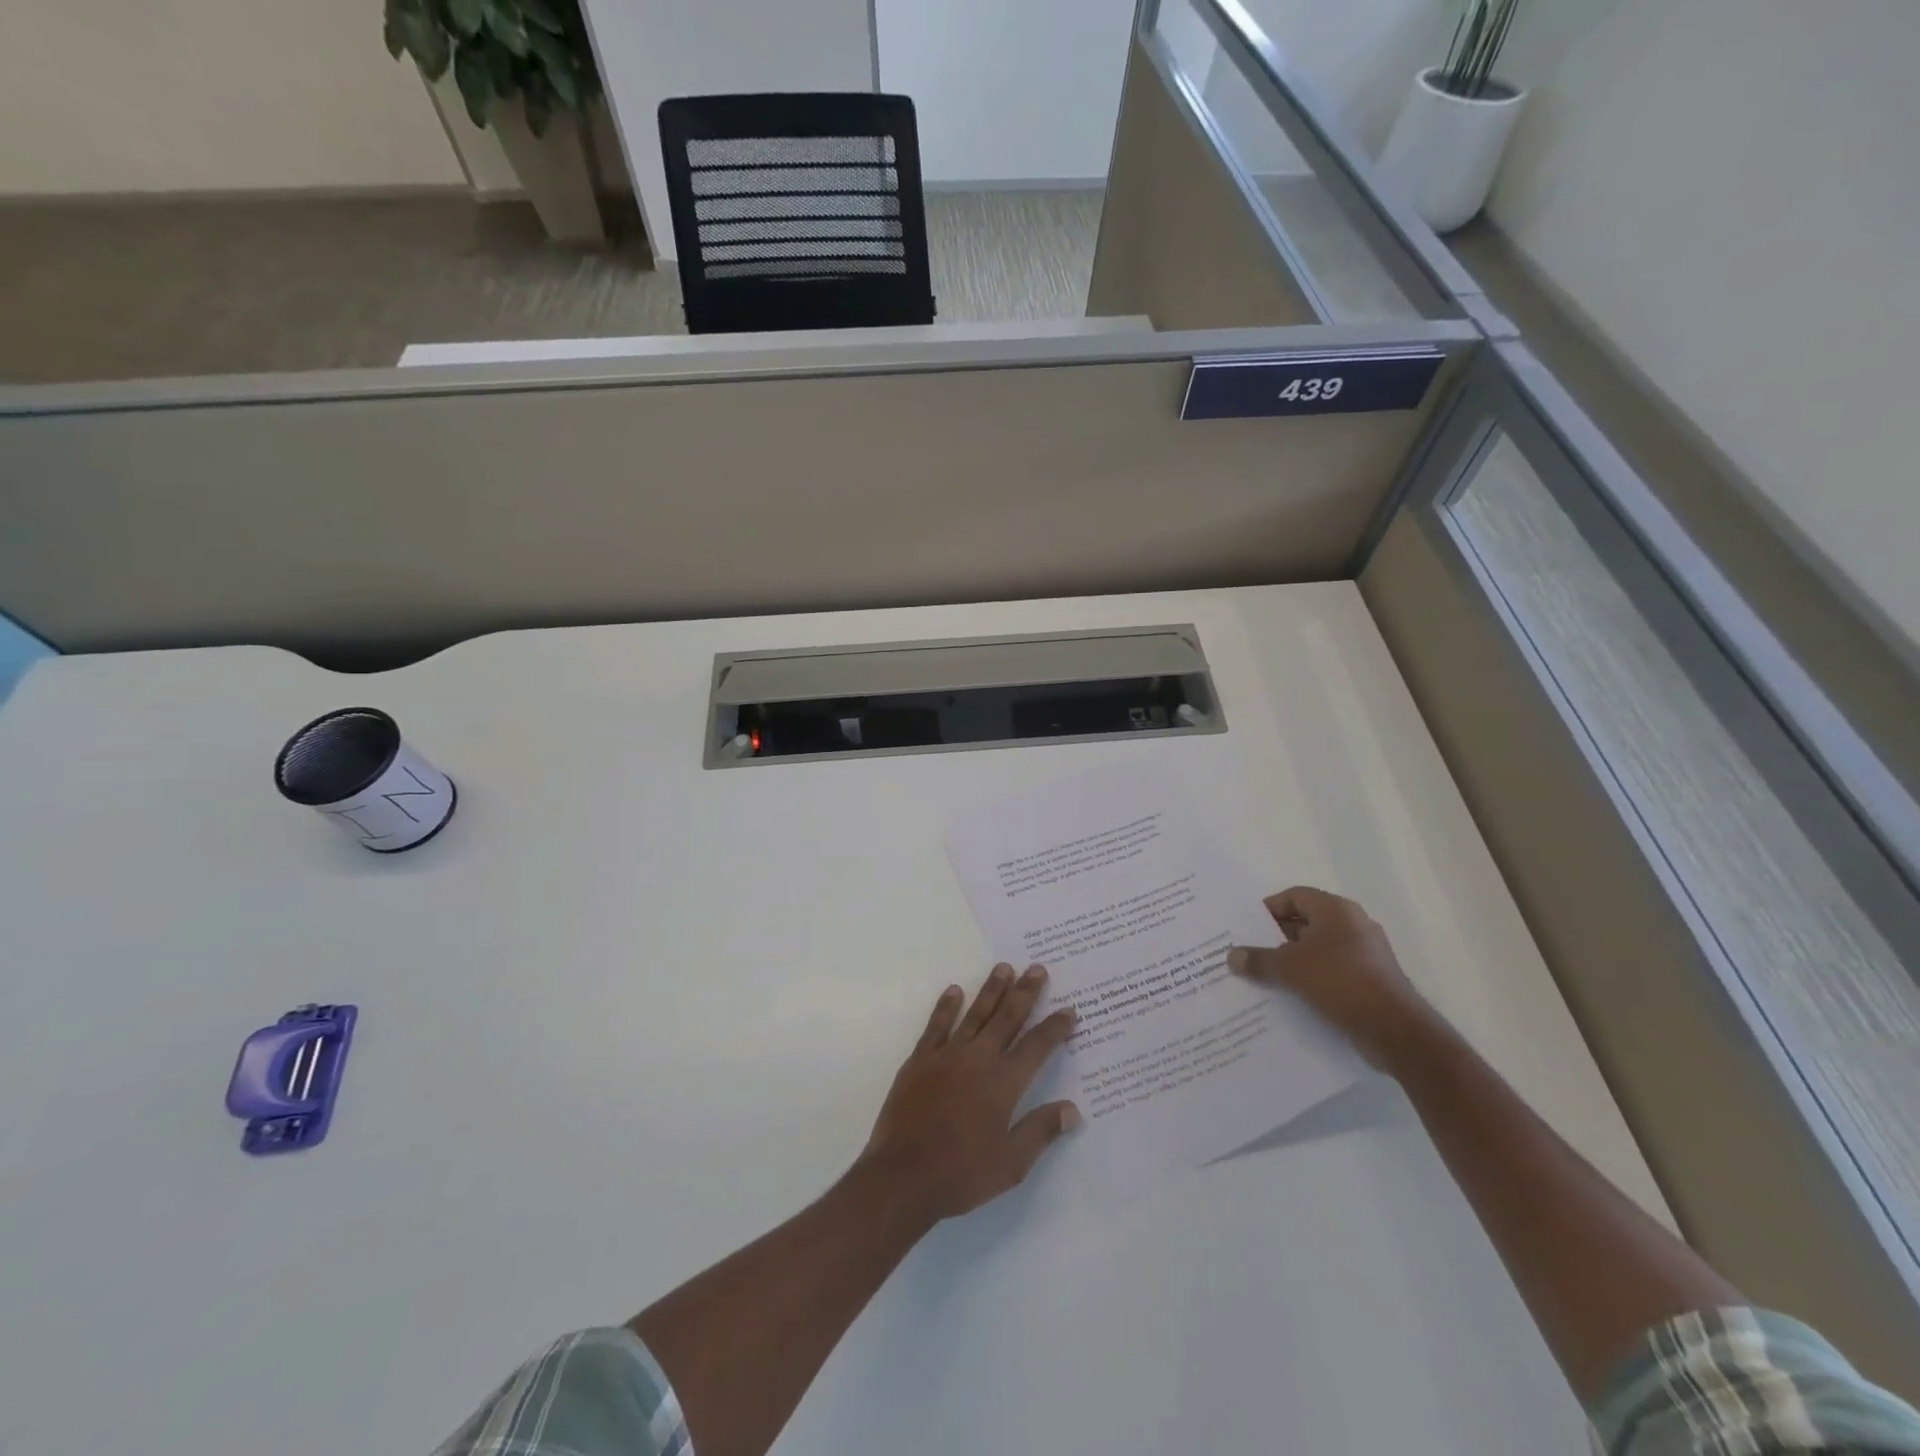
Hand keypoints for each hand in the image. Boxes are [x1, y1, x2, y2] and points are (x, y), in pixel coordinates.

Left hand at [860, 964, 1080, 1224]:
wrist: (903, 1176)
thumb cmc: (961, 1174)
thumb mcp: (1011, 1164)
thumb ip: (1041, 1131)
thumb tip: (1072, 1109)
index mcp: (1004, 1083)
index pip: (1037, 1046)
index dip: (1055, 1027)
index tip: (1068, 1010)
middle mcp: (979, 1059)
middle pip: (1007, 1018)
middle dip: (1025, 992)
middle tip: (1037, 968)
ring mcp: (947, 1055)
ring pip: (975, 1013)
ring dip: (992, 989)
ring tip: (1004, 967)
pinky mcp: (920, 1060)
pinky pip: (937, 1025)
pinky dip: (947, 1006)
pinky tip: (954, 990)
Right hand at [1228, 886, 1433, 1069]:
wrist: (1395, 1030)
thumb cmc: (1340, 982)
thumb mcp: (1290, 968)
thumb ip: (1258, 960)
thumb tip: (1232, 956)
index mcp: (1336, 910)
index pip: (1294, 896)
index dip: (1269, 909)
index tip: (1247, 928)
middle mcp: (1353, 925)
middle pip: (1305, 922)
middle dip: (1276, 937)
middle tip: (1249, 952)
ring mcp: (1364, 954)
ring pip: (1317, 949)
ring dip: (1292, 961)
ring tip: (1263, 976)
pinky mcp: (1369, 980)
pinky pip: (1331, 971)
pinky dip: (1310, 978)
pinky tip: (1290, 995)